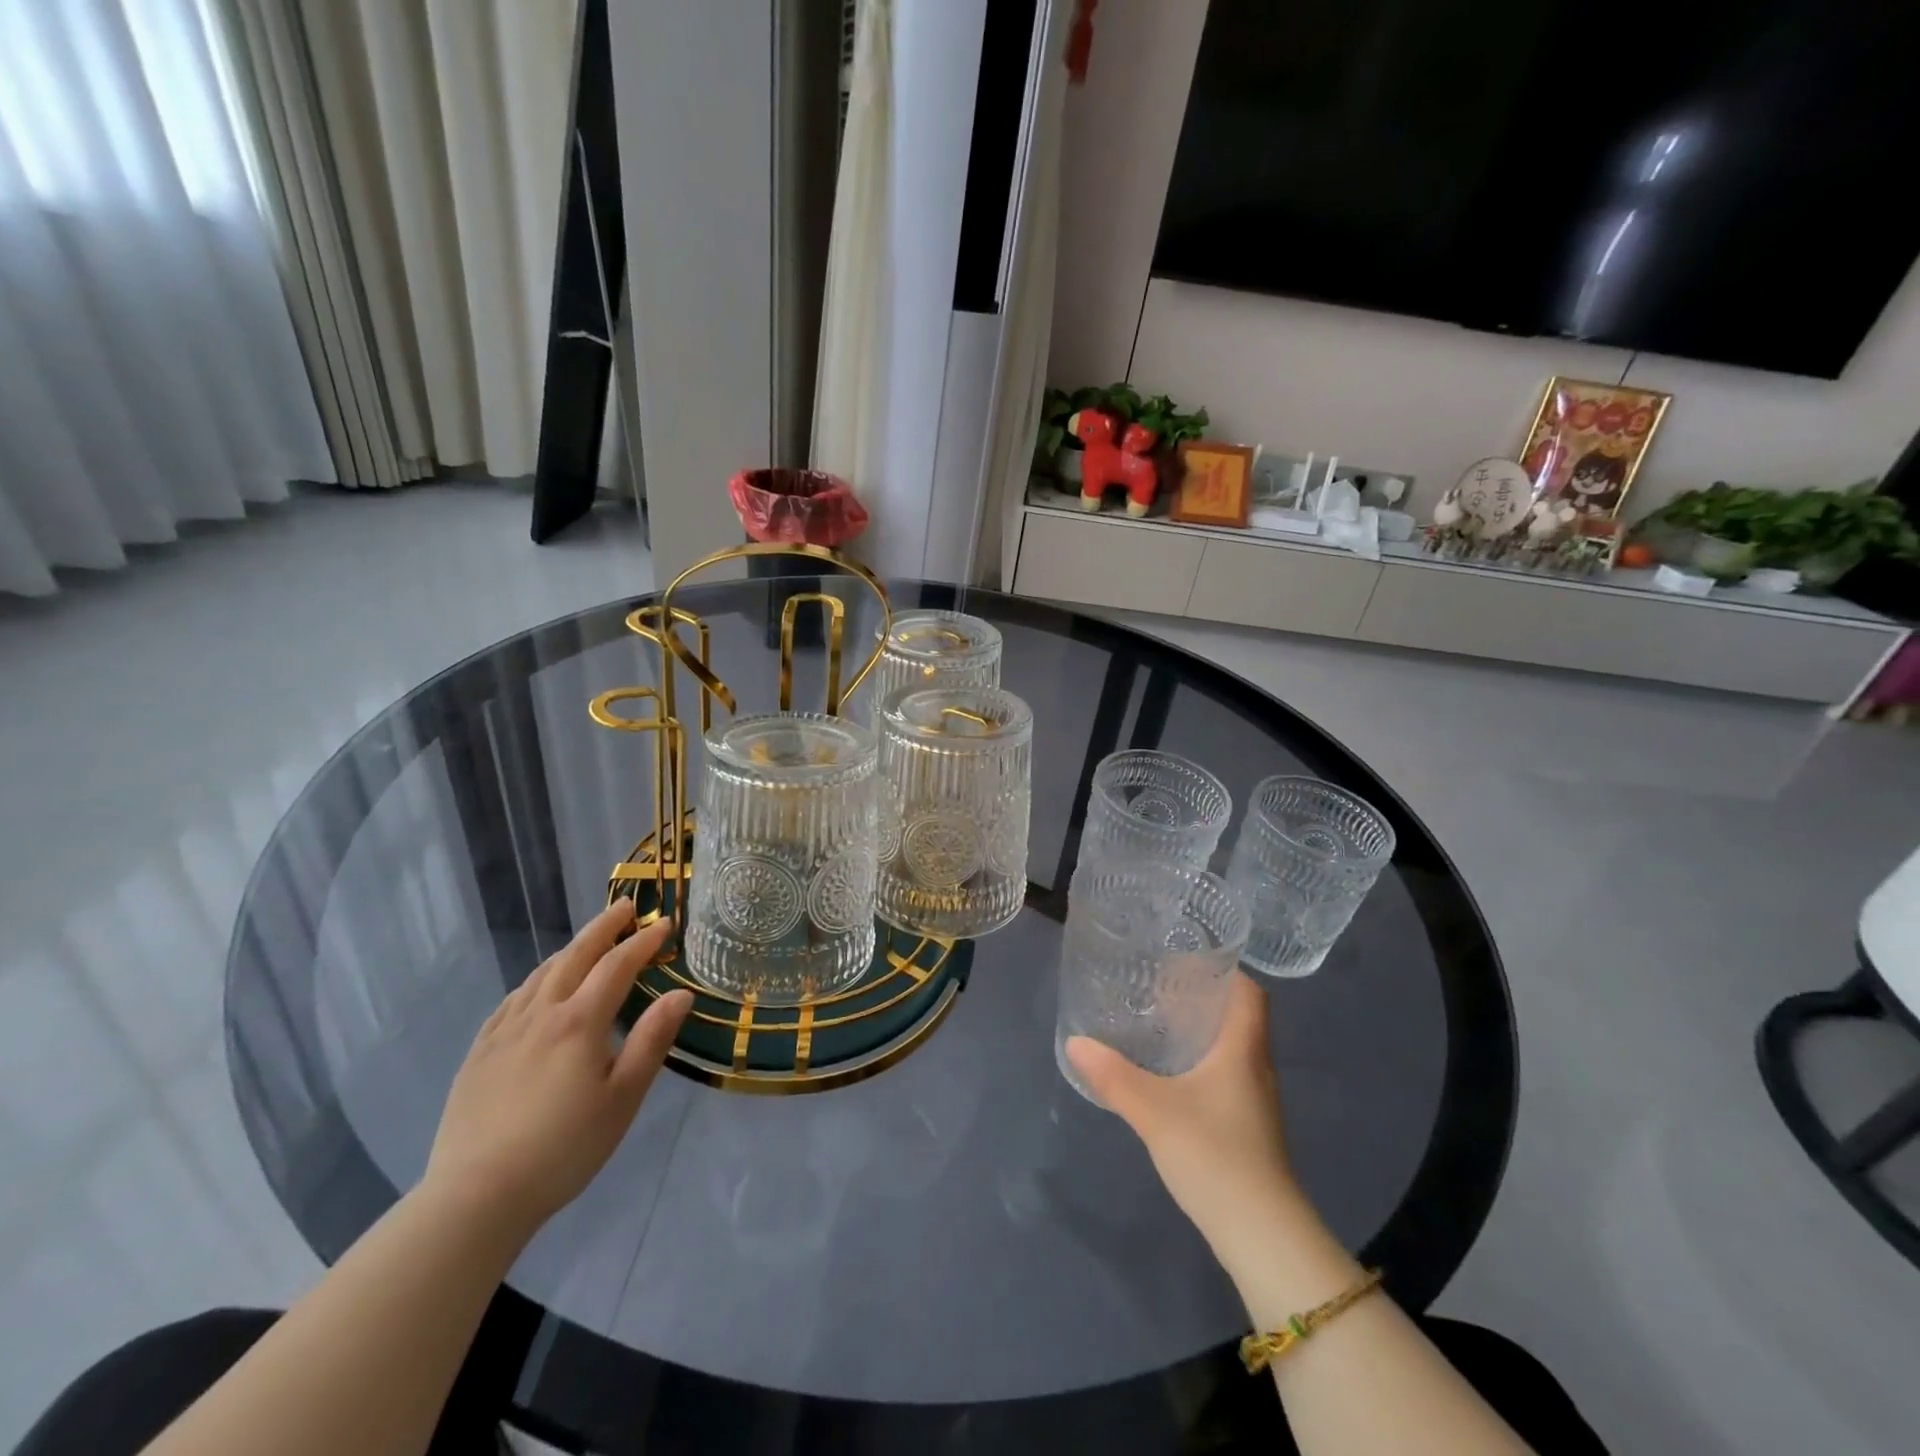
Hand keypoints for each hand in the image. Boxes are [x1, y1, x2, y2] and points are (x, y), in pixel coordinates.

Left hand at [425, 901, 691, 1241]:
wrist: (476, 1196)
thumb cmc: (564, 1147)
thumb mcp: (623, 1097)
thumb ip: (652, 1040)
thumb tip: (680, 994)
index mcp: (580, 1022)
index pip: (617, 966)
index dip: (643, 942)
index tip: (664, 924)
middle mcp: (541, 1014)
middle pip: (575, 957)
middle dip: (603, 928)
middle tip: (624, 907)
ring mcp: (504, 1032)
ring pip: (540, 975)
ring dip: (570, 950)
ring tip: (587, 941)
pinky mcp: (479, 1053)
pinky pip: (511, 1001)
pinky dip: (534, 981)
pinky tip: (537, 988)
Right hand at [1066, 972, 1304, 1271]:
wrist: (1262, 1235)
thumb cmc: (1215, 1155)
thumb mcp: (1154, 1111)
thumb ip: (1113, 1076)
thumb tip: (1075, 1042)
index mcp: (1243, 1050)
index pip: (1250, 993)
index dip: (1226, 970)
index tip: (1187, 959)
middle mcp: (1256, 1068)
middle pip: (1239, 1018)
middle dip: (1204, 998)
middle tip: (1159, 987)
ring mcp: (1255, 1102)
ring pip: (1232, 1049)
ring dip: (1202, 1032)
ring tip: (1159, 1024)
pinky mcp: (1248, 1129)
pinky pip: (1226, 1077)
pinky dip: (1202, 1064)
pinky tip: (1170, 1076)